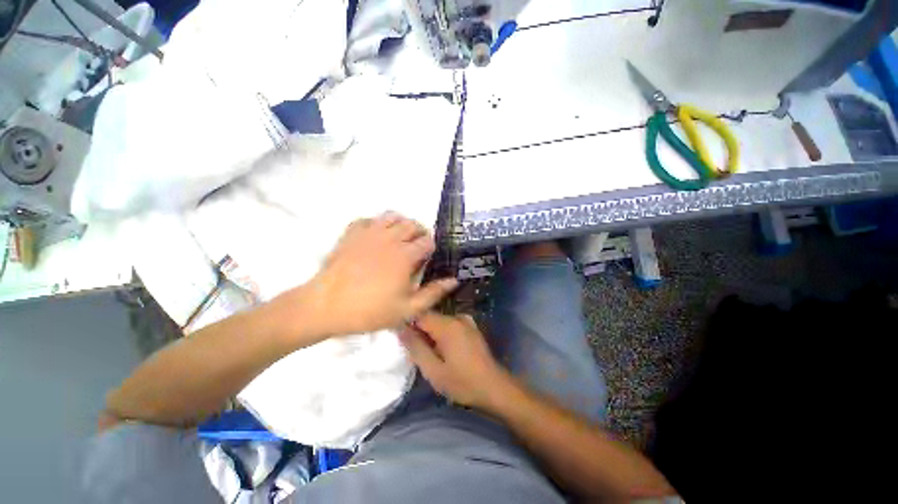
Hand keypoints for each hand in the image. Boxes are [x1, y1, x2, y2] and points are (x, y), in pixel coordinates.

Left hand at [287, 212, 457, 337]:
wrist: (326, 306)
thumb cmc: (369, 311)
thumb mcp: (407, 310)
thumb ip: (433, 293)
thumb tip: (454, 280)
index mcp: (405, 255)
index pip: (427, 241)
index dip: (432, 248)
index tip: (429, 258)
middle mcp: (390, 238)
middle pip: (412, 224)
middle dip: (420, 233)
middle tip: (417, 248)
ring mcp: (369, 233)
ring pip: (392, 216)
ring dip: (401, 224)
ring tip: (400, 238)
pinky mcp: (351, 233)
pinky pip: (368, 219)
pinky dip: (376, 223)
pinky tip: (376, 235)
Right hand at [399, 312, 513, 408]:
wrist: (494, 387)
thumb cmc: (462, 382)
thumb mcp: (433, 370)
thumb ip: (416, 348)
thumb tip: (401, 329)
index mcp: (446, 325)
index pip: (419, 313)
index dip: (407, 323)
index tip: (401, 338)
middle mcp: (456, 317)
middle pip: (430, 316)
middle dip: (419, 330)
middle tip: (414, 350)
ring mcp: (466, 321)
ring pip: (439, 321)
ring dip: (430, 333)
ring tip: (429, 352)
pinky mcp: (471, 327)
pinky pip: (450, 324)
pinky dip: (442, 333)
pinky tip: (443, 349)